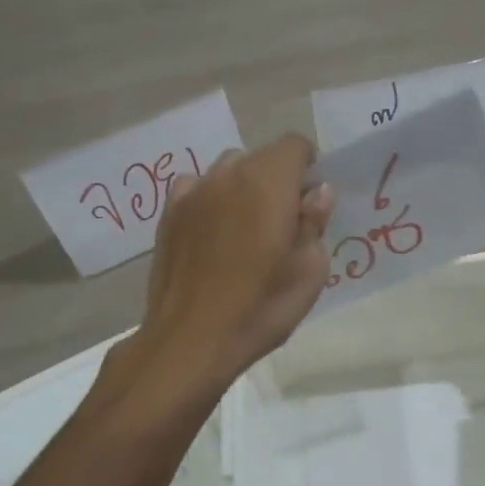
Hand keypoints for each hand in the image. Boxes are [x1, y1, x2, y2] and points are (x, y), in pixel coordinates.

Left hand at [132, 134, 333, 385]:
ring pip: (228, 171)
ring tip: (246, 229)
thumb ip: (315, 222)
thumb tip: (316, 192)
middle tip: (284, 223)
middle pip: (261, 157)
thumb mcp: (310, 270)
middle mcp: (228, 174)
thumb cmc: (262, 306)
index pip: (295, 145)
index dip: (309, 166)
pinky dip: (211, 199)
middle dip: (278, 179)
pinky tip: (213, 233)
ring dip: (243, 188)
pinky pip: (197, 188)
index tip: (311, 201)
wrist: (191, 340)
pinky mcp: (168, 214)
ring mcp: (193, 192)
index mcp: (268, 181)